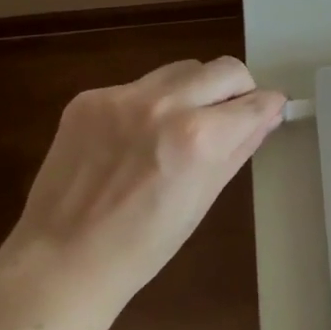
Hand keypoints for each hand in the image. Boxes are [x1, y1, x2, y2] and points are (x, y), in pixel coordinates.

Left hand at [0, 56, 284, 312]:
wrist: (62, 260)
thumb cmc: (145, 244)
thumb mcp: (205, 197)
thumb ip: (240, 147)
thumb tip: (267, 115)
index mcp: (200, 137)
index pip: (256, 100)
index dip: (268, 106)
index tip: (268, 112)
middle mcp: (166, 104)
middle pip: (226, 69)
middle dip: (238, 89)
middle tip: (228, 117)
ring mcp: (124, 97)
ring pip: (183, 69)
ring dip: (194, 90)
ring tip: (178, 126)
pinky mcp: (90, 98)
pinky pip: (140, 85)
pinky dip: (150, 104)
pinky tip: (134, 138)